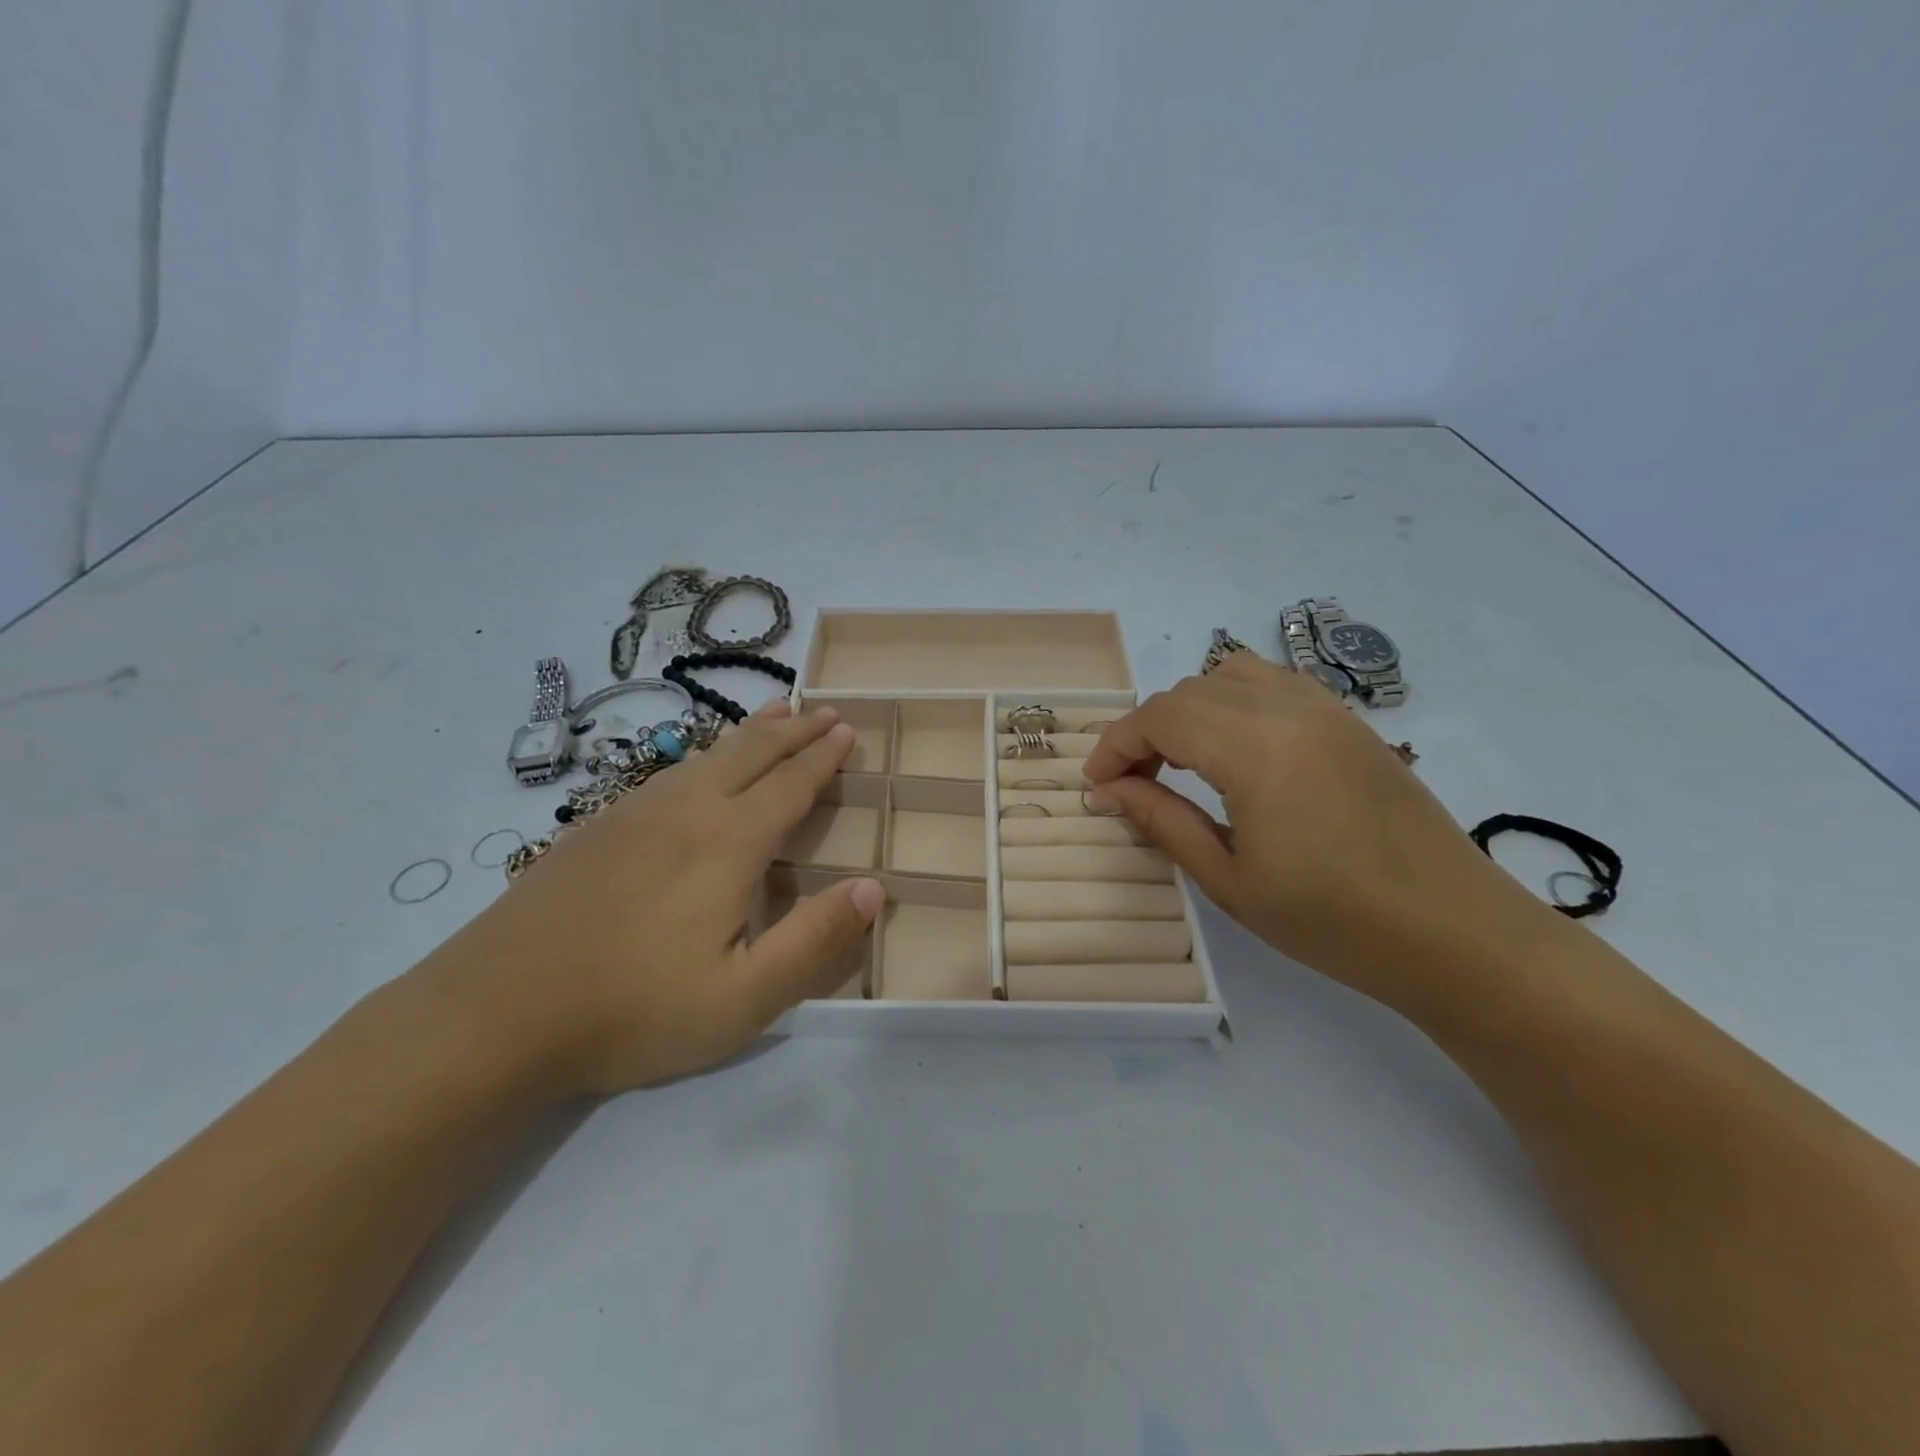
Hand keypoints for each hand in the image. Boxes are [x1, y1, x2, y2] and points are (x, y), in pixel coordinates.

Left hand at [421, 701, 883, 1095]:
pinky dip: (704, 754)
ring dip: (751, 733)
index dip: (822, 757)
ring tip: (776, 713)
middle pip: (751, 753)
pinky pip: (668, 772)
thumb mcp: (742, 999)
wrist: (492, 1014)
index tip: (846, 730)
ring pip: (707, 756)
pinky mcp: (595, 829)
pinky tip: (698, 768)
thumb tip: (874, 887)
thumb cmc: (631, 1010)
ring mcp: (633, 813)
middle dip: (794, 729)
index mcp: (728, 843)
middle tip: (823, 709)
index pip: (790, 785)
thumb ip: (815, 942)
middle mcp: (685, 810)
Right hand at [1083, 653, 1548, 998]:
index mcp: (1256, 750)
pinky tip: (1236, 751)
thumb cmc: (1334, 921)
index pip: (1160, 717)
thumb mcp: (1230, 879)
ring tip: (1181, 762)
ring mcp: (1327, 710)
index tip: (1097, 785)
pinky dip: (1234, 703)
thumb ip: (1162, 821)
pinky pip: (1274, 685)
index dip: (1116, 745)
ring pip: (1231, 675)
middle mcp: (1289, 711)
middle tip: (1134, 783)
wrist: (1454, 933)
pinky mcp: (1350, 722)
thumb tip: (1110, 789)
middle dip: (1146, 730)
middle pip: (1189, 691)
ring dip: (1190, 710)